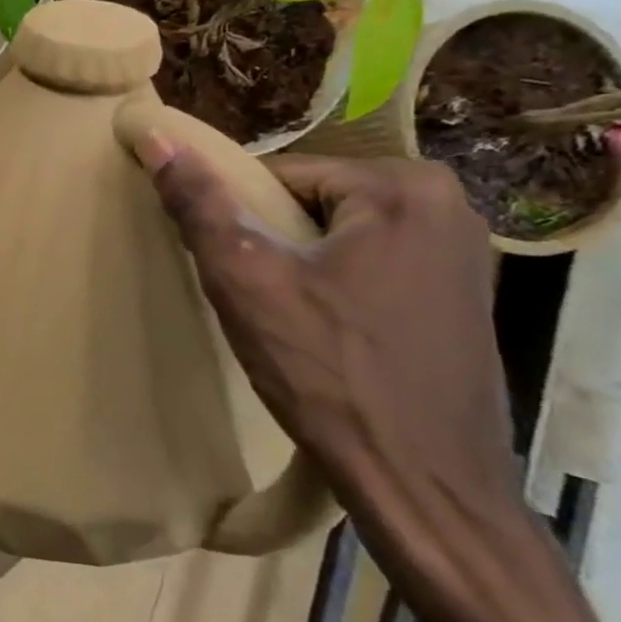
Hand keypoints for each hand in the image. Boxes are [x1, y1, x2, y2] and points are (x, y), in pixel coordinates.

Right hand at [133, 142, 514, 532]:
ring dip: (303, 269)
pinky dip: (339, 289)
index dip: (241, 223)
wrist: (424, 484)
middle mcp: (448, 205)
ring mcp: (464, 253)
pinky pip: (373, 266)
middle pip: (312, 204)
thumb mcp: (245, 280)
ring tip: (291, 323)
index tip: (237, 273)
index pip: (279, 177)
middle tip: (261, 302)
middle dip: (275, 245)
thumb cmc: (329, 372)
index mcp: (401, 187)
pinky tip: (329, 337)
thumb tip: (156, 137)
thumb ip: (200, 204)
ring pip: (339, 237)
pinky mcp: (464, 296)